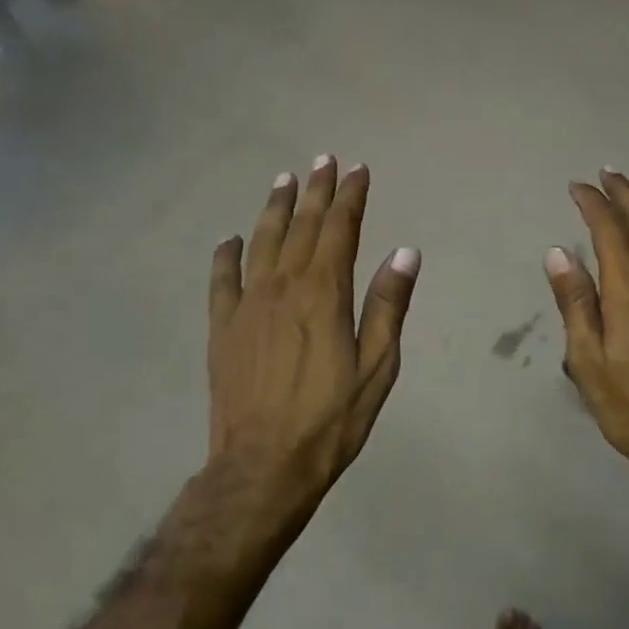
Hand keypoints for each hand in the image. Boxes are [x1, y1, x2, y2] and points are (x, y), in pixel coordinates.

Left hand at [207, 158, 419, 508]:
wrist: (262, 468)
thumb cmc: (331, 419)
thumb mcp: (377, 366)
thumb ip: (388, 305)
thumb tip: (406, 251)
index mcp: (324, 293)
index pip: (339, 230)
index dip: (350, 197)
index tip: (357, 170)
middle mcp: (283, 286)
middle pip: (302, 226)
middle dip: (316, 191)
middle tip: (323, 160)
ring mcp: (247, 305)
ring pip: (262, 242)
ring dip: (275, 208)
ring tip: (284, 180)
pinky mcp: (222, 328)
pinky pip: (222, 280)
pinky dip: (227, 255)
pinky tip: (232, 240)